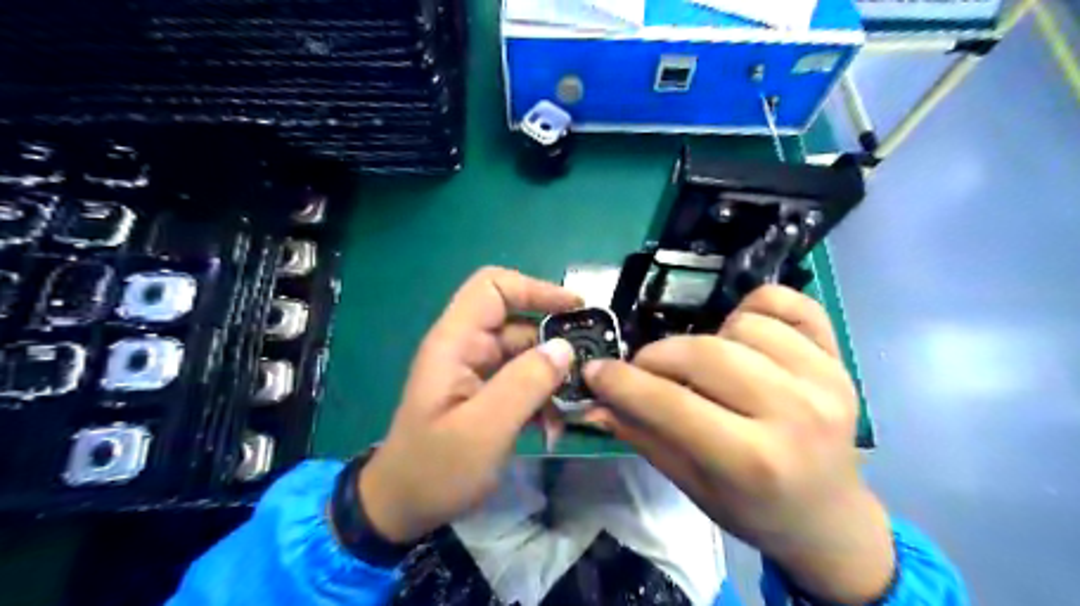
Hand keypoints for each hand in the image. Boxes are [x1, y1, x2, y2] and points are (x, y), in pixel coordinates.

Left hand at [360, 268, 582, 542]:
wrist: (403, 509)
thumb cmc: (435, 469)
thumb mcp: (483, 429)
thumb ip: (525, 384)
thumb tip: (564, 347)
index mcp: (455, 342)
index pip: (493, 287)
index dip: (534, 289)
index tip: (574, 309)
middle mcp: (467, 348)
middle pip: (518, 322)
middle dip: (554, 343)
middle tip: (589, 368)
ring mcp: (477, 372)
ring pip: (526, 354)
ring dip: (552, 378)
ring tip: (571, 408)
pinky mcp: (487, 395)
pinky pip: (523, 381)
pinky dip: (543, 396)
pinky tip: (554, 425)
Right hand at [582, 285, 894, 602]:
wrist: (829, 517)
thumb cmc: (753, 510)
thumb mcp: (690, 484)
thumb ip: (641, 435)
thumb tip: (593, 402)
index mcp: (753, 461)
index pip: (671, 404)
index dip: (623, 382)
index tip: (596, 372)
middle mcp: (794, 413)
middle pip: (705, 353)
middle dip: (657, 357)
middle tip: (645, 371)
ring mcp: (824, 380)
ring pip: (742, 324)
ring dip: (708, 339)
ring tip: (706, 366)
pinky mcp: (839, 358)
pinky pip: (788, 303)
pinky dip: (756, 308)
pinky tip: (742, 335)